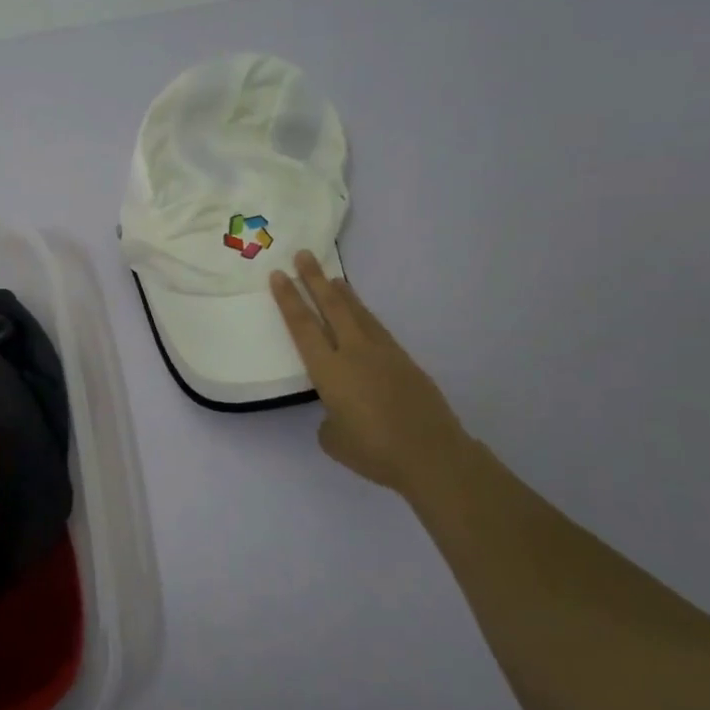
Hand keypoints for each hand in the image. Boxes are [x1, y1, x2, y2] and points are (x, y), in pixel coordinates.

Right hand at [270, 250, 474, 503]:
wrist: (431, 454)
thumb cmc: (373, 450)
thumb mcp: (334, 439)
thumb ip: (329, 419)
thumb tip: (338, 413)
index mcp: (329, 370)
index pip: (302, 327)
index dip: (288, 299)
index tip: (278, 275)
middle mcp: (354, 352)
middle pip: (331, 307)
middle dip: (314, 279)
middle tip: (303, 254)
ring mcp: (383, 353)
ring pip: (358, 313)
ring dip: (342, 293)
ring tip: (332, 277)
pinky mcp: (405, 361)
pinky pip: (377, 328)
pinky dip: (364, 315)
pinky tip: (361, 315)